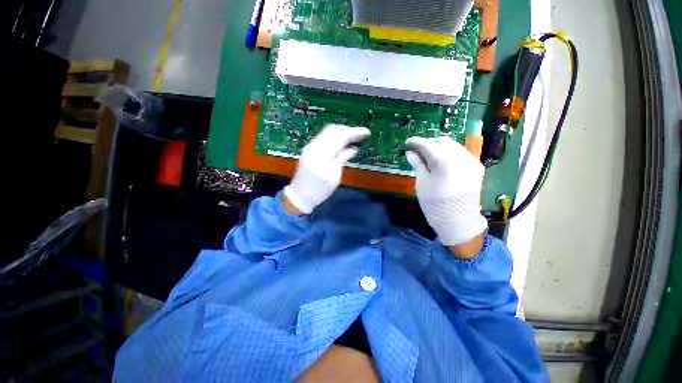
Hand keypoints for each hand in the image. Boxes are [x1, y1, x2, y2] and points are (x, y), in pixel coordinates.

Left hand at [284, 124, 370, 214]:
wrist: (299, 196)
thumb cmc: (318, 190)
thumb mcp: (334, 177)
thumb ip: (342, 159)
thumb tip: (353, 149)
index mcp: (322, 153)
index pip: (341, 137)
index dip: (355, 132)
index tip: (367, 132)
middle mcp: (314, 145)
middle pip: (333, 129)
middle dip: (348, 130)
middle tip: (360, 135)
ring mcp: (310, 147)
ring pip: (328, 132)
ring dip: (341, 133)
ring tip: (353, 138)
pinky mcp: (309, 150)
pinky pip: (324, 138)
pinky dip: (334, 138)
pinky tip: (342, 144)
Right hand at [405, 136, 487, 250]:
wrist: (459, 221)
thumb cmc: (435, 204)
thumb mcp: (422, 183)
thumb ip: (417, 164)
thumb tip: (410, 152)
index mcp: (444, 161)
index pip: (427, 144)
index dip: (415, 142)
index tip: (406, 144)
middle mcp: (460, 156)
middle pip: (442, 141)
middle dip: (428, 143)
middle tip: (417, 151)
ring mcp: (471, 161)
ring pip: (453, 145)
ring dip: (439, 147)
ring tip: (429, 156)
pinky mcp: (476, 167)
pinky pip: (461, 153)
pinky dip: (449, 153)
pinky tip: (442, 162)